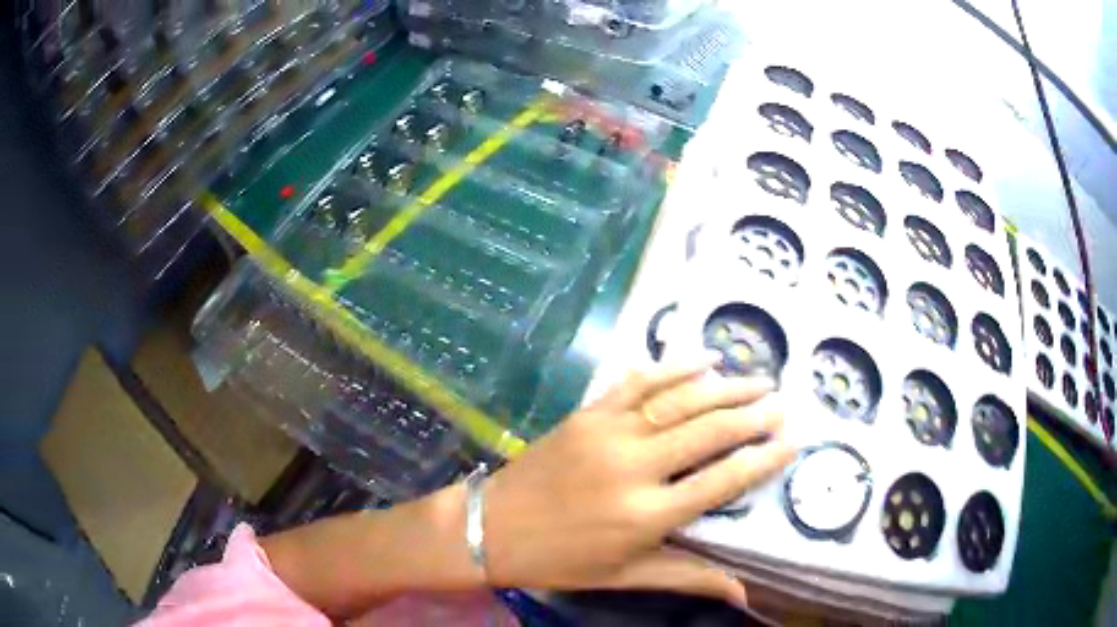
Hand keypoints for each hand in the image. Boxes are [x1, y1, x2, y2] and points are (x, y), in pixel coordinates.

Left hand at [482, 359, 795, 607]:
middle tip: (782, 404)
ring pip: (681, 399)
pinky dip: (674, 366)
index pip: (723, 481)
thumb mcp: (625, 576)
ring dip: (725, 386)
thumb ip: (688, 579)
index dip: (763, 459)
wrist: (491, 528)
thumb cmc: (560, 560)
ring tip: (759, 379)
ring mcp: (609, 433)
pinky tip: (703, 358)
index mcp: (646, 515)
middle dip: (753, 415)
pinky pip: (638, 382)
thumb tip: (743, 593)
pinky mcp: (588, 414)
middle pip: (709, 432)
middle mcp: (634, 467)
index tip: (792, 442)